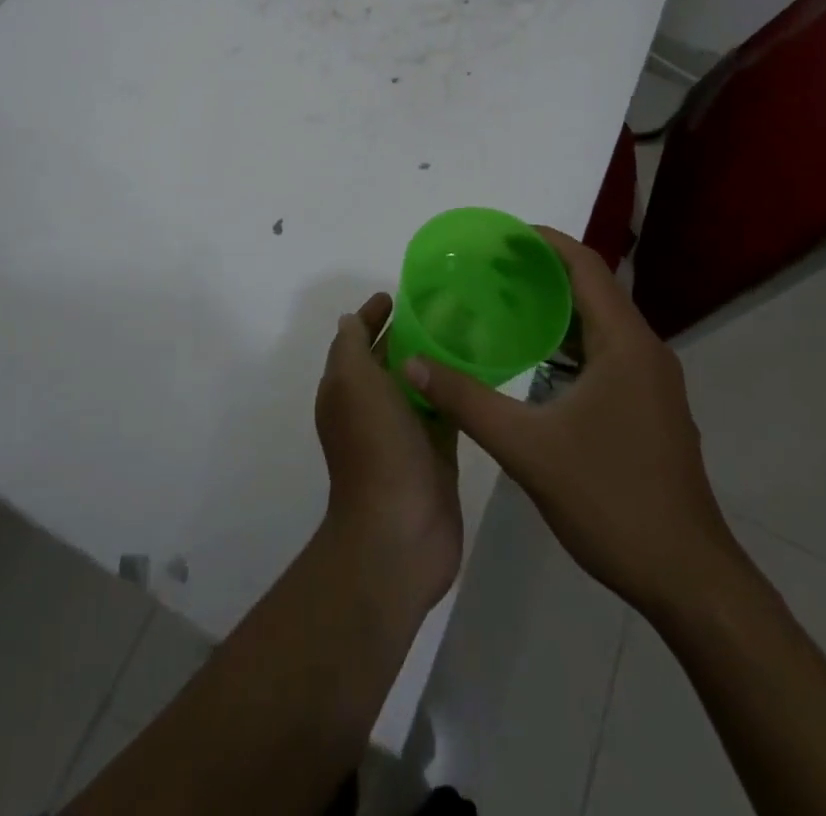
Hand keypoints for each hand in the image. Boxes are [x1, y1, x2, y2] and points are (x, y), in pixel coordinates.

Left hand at [315, 292, 463, 615]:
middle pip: (389, 358)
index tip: (397, 294)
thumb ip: (351, 345)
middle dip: (408, 333)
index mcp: (346, 388)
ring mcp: (404, 432)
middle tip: (444, 306)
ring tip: (468, 330)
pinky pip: (445, 411)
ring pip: (419, 384)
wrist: (399, 530)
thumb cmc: (374, 445)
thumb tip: (350, 320)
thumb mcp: (353, 381)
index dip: (371, 315)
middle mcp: (371, 407)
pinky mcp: (436, 453)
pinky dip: (455, 392)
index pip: (357, 339)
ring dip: (435, 360)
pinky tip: (480, 372)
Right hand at [403, 227, 739, 620]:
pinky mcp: (649, 407)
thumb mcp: (526, 448)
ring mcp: (652, 382)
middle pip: (593, 290)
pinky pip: (607, 353)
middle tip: (489, 268)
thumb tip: (414, 364)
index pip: (586, 267)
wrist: (687, 579)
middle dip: (543, 273)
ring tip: (504, 304)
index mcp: (624, 344)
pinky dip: (570, 343)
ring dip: (557, 309)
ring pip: (601, 325)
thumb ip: (466, 400)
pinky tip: (535, 359)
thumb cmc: (610, 500)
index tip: (501, 235)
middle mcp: (645, 351)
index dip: (545, 243)